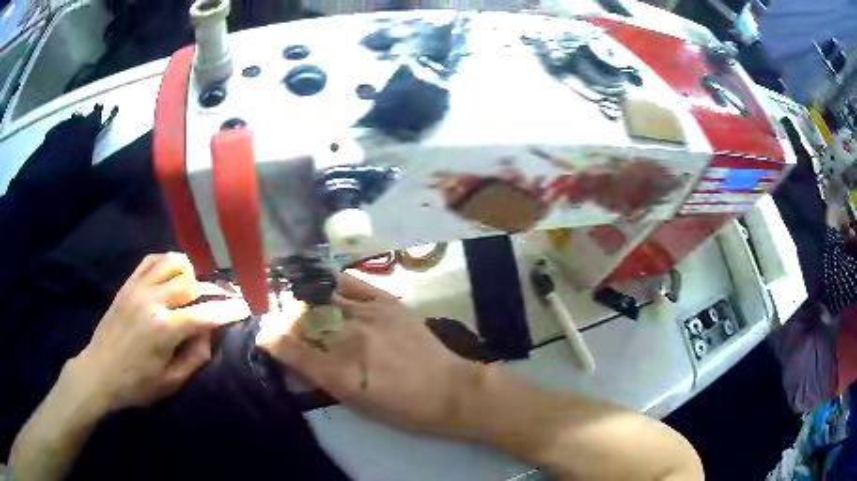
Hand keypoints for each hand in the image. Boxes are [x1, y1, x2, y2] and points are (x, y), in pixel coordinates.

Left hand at [72, 253, 250, 410]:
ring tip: (194, 286)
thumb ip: (194, 358)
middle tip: (222, 298)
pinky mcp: (128, 285)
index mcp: (164, 330)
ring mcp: (138, 288)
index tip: (245, 307)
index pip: (205, 314)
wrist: (100, 372)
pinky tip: (171, 274)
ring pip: (172, 263)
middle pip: (191, 282)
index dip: (228, 310)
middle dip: (211, 290)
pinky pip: (151, 260)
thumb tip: (208, 335)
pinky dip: (166, 262)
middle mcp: (152, 301)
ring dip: (189, 272)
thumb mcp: (170, 383)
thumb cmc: (136, 384)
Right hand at [256, 274, 480, 434]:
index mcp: (338, 373)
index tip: (263, 333)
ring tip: (298, 300)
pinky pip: (349, 283)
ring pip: (321, 298)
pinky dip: (331, 282)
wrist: (447, 390)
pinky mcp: (386, 301)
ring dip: (304, 300)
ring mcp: (368, 315)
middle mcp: (348, 339)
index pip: (289, 347)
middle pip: (302, 319)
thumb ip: (319, 377)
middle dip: (285, 319)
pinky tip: (323, 284)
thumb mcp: (355, 403)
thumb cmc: (401, 408)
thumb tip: (291, 355)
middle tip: (281, 319)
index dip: (270, 337)